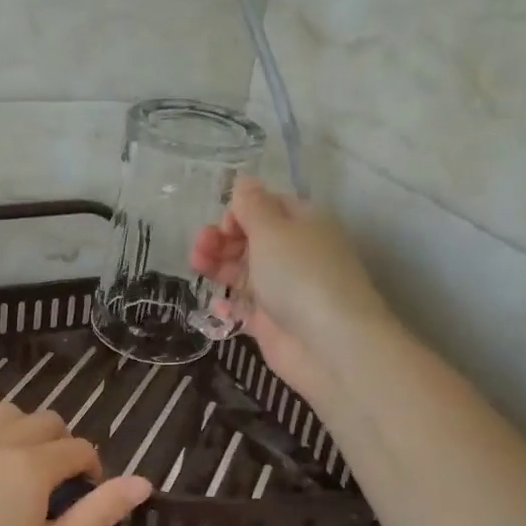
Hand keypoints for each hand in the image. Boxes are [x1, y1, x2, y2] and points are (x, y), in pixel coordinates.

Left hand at [0, 392, 153, 525]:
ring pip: (6, 413)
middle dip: (64, 446)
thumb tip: (144, 482)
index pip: (78, 450)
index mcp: (32, 468)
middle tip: (64, 487)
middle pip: (46, 422)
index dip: (93, 469)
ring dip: (27, 426)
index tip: (91, 497)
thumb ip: (99, 511)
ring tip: (34, 458)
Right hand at [191, 177, 389, 404]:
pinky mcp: (272, 322)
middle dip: (222, 240)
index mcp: (303, 223)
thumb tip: (243, 181)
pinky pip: (245, 308)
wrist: (328, 344)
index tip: (224, 226)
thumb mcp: (273, 230)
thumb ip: (252, 206)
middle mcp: (294, 253)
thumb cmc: (300, 275)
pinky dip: (228, 306)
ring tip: (197, 268)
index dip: (240, 212)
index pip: (267, 207)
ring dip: (218, 267)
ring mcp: (283, 289)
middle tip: (200, 249)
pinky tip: (216, 306)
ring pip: (244, 272)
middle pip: (251, 239)